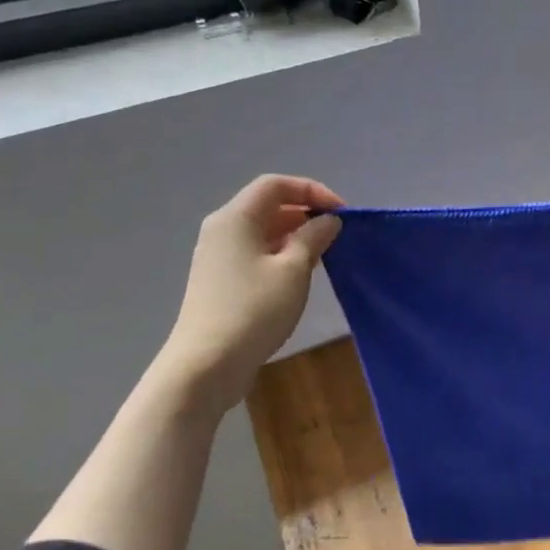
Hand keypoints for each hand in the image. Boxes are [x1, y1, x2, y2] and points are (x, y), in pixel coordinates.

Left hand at [154, 174, 344, 414]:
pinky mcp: (221, 279)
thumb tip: (327, 221)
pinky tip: (302, 274)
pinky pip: (257, 252)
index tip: (342, 213)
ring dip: (297, 235)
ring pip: (264, 231)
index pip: (276, 185)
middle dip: (306, 213)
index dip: (312, 190)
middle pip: (268, 205)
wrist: (207, 363)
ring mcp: (218, 256)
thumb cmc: (254, 310)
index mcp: (236, 218)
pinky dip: (283, 253)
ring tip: (326, 254)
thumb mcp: (294, 270)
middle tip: (338, 234)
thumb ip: (313, 238)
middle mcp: (222, 230)